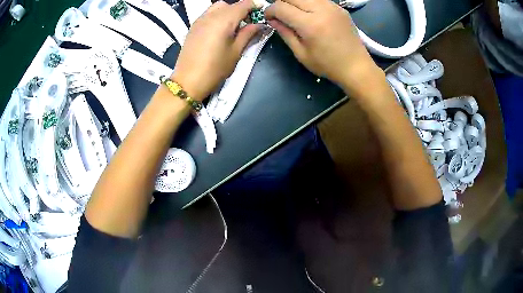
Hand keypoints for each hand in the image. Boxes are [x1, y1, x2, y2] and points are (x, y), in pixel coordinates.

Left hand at [172, 0, 261, 100]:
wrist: (188, 81)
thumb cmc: (215, 68)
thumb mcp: (236, 52)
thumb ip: (248, 34)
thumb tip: (259, 25)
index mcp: (224, 20)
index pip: (242, 5)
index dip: (254, 5)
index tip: (262, 10)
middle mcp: (210, 16)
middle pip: (229, 4)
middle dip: (240, 9)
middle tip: (247, 22)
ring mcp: (199, 20)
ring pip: (217, 7)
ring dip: (228, 12)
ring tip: (233, 26)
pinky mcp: (193, 27)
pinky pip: (208, 14)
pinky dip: (217, 16)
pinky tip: (220, 30)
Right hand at [265, 0, 381, 94]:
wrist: (356, 66)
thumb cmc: (328, 65)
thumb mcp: (301, 54)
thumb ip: (285, 33)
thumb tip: (273, 20)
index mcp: (310, 24)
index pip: (281, 7)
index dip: (270, 11)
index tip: (269, 18)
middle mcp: (321, 9)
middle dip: (281, 3)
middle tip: (281, 15)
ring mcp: (332, 6)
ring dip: (295, 2)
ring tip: (295, 13)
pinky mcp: (339, 7)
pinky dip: (309, 3)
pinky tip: (310, 13)